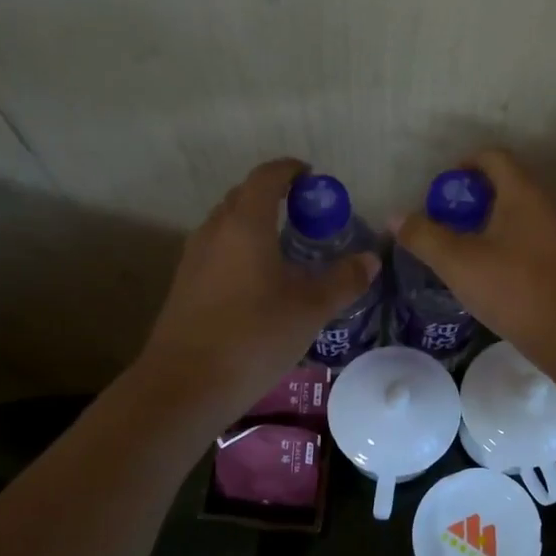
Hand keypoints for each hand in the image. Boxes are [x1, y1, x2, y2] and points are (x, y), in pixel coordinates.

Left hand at [142, 159, 378, 408]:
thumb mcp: (310, 310)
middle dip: (273, 196)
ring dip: (253, 223)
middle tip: (304, 215)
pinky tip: (258, 282)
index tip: (312, 177)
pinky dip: (239, 249)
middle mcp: (215, 231)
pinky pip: (216, 250)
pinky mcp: (184, 285)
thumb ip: (343, 281)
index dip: (290, 170)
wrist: (185, 385)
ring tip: (284, 248)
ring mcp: (194, 258)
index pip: (266, 177)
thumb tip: (371, 260)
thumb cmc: (254, 337)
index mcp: (246, 225)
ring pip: (226, 224)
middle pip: (242, 197)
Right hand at [395, 150, 555, 369]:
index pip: (492, 157)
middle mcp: (547, 205)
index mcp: (523, 193)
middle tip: (446, 226)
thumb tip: (397, 217)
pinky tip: (492, 277)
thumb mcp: (458, 263)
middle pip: (506, 185)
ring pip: (519, 216)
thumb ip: (424, 237)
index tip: (440, 193)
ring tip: (464, 254)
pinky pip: (531, 240)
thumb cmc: (515, 290)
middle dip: (472, 201)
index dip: (462, 166)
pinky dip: (508, 246)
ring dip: (489, 226)